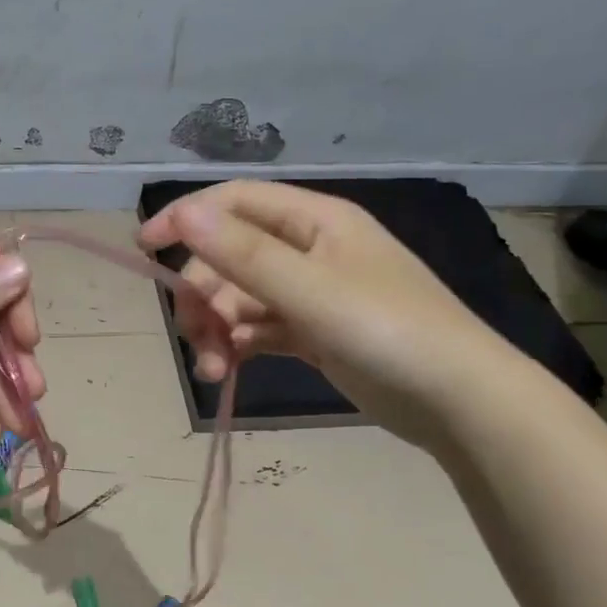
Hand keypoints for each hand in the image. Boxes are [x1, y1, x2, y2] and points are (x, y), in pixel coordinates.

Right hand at [138, 181, 502, 444]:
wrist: (461, 403)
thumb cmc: (388, 332)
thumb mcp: (311, 291)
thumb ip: (244, 254)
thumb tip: (183, 213)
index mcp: (315, 221)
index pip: (236, 202)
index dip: (187, 218)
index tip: (145, 248)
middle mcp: (310, 249)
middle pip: (231, 257)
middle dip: (204, 295)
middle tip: (192, 335)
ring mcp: (313, 293)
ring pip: (242, 298)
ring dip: (217, 329)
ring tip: (212, 369)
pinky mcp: (314, 333)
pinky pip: (260, 328)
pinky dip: (239, 346)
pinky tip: (227, 370)